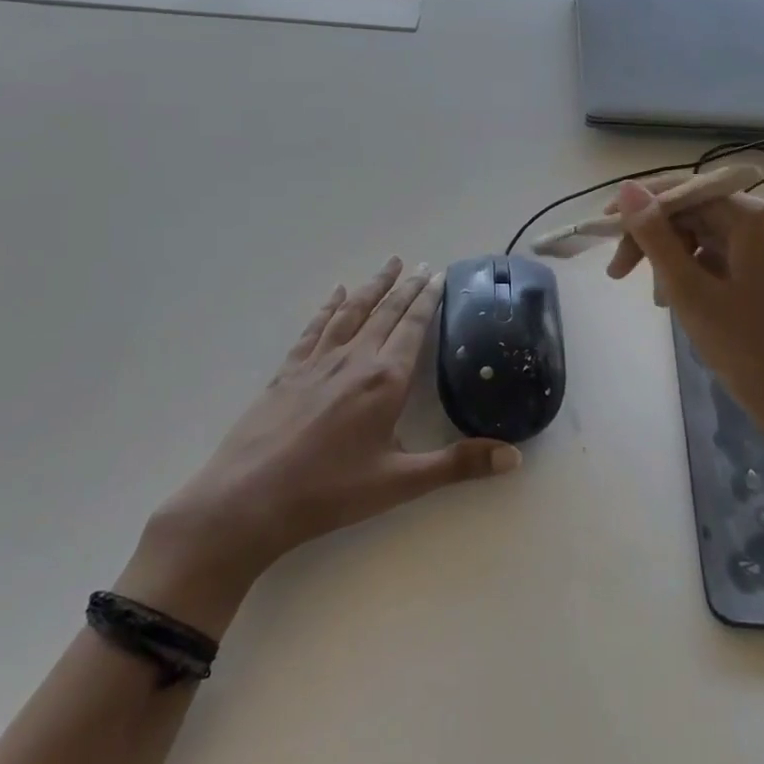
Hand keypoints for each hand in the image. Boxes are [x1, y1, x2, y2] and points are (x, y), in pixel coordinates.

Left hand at [117, 258, 521, 633]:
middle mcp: (355, 359)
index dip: (428, 300)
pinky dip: (329, 307)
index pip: (413, 327)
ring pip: (352, 311)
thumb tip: (515, 457)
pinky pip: (315, 328)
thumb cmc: (330, 492)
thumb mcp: (400, 483)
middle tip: (422, 264)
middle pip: (386, 312)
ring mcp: (318, 361)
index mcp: (385, 380)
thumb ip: (458, 465)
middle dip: (406, 286)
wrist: (249, 499)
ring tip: (389, 265)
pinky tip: (335, 294)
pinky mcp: (289, 370)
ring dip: (373, 286)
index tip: (439, 275)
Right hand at [609, 181, 763, 450]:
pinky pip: (721, 255)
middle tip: (618, 272)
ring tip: (654, 298)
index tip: (603, 226)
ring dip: (671, 258)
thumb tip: (626, 188)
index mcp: (755, 218)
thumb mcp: (688, 289)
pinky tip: (676, 299)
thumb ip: (654, 236)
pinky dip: (694, 270)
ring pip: (705, 234)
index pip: (686, 190)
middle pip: (695, 212)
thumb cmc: (745, 346)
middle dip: (654, 238)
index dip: (641, 206)